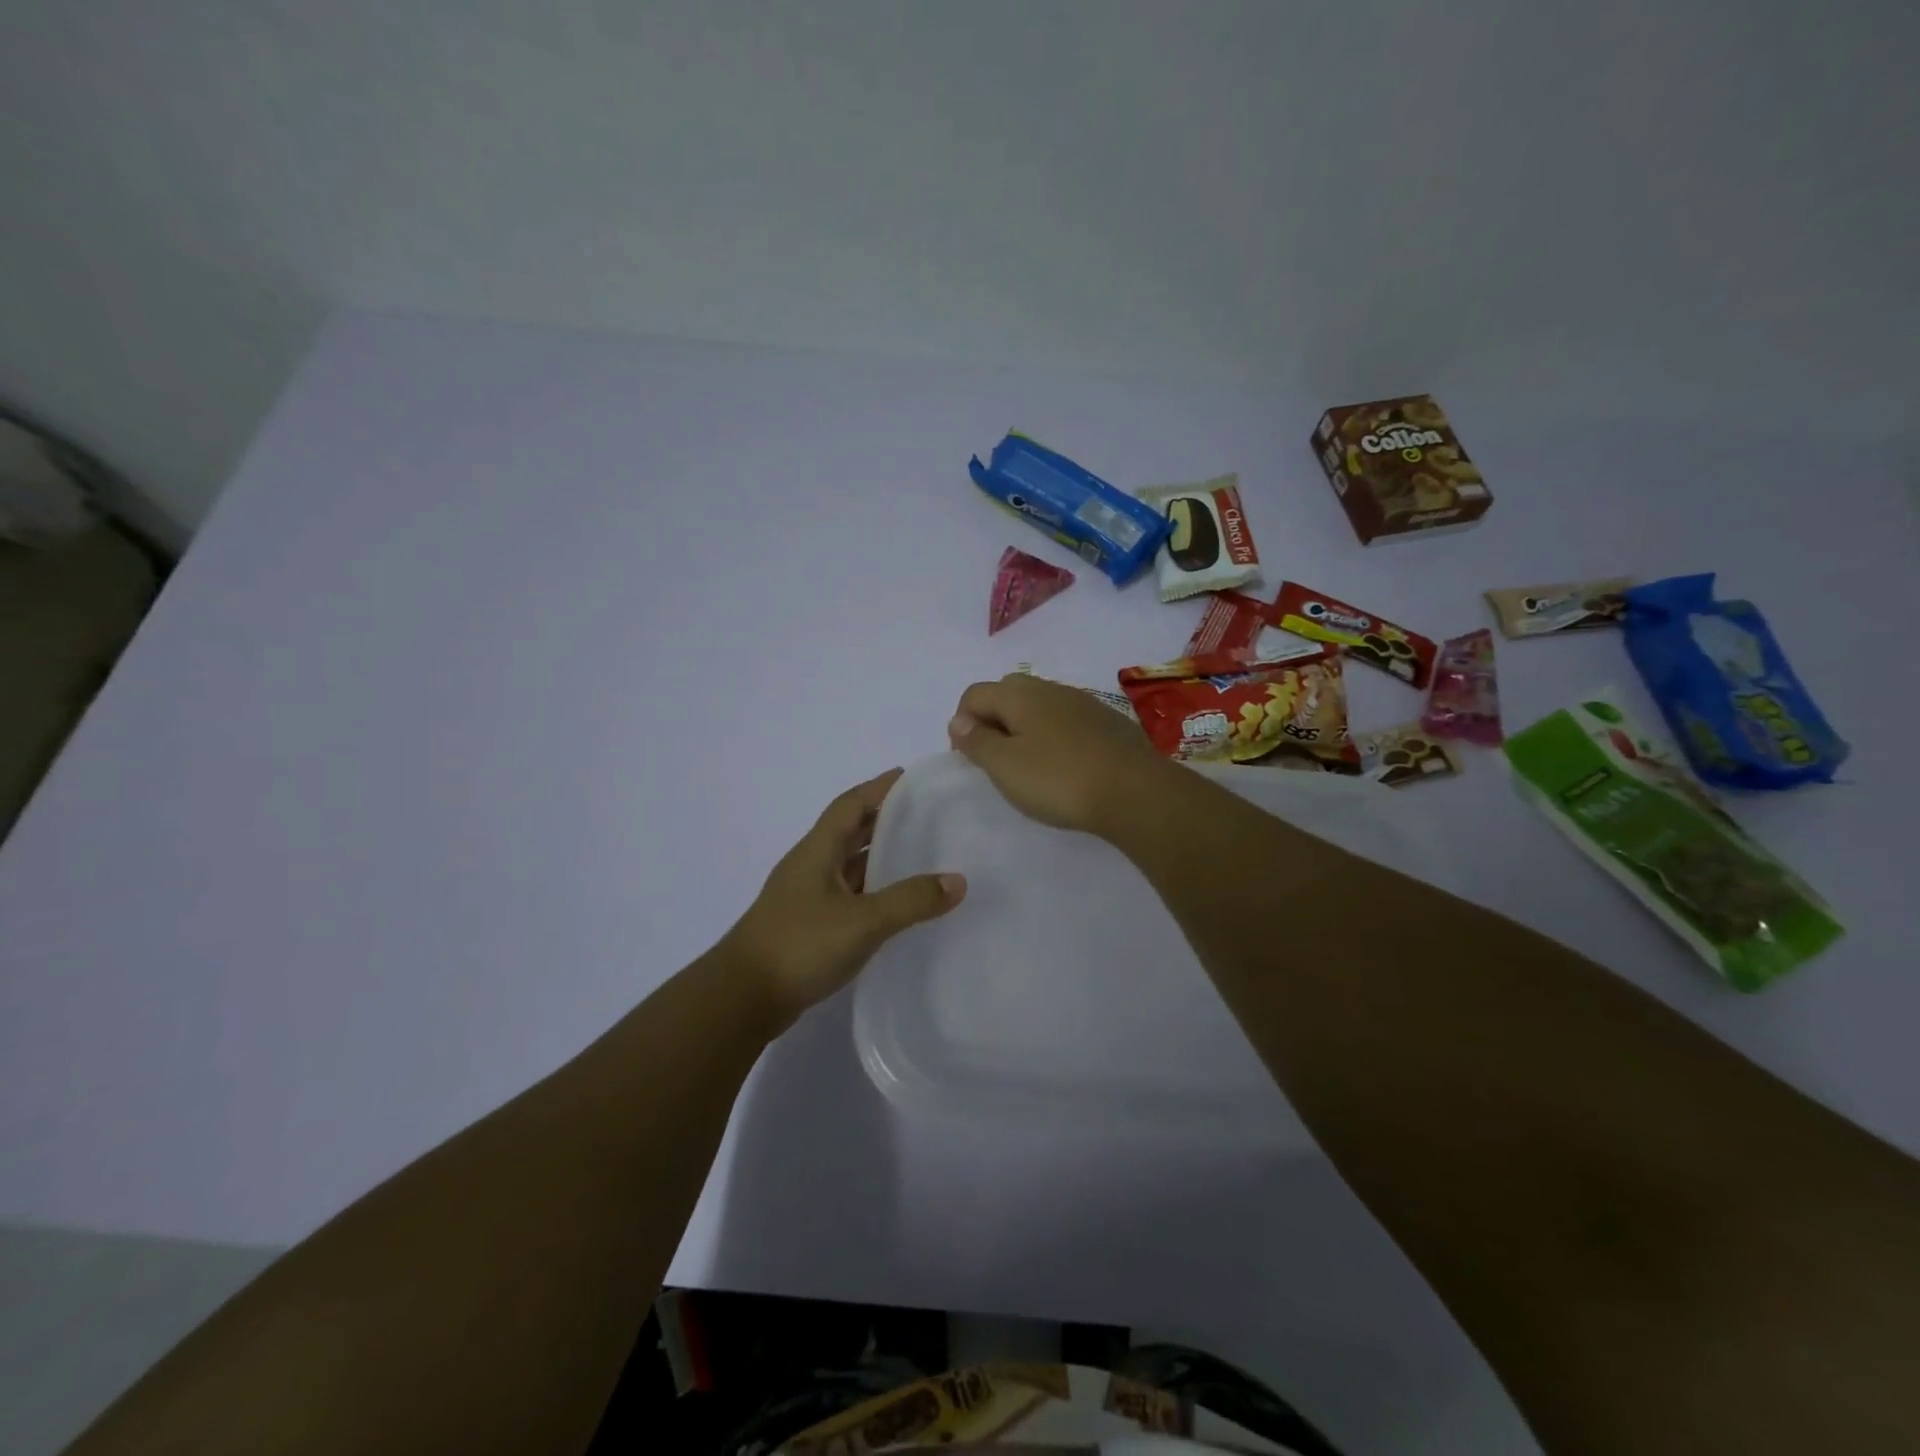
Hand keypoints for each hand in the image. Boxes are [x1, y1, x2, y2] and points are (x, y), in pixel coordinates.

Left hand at [721, 769, 964, 1028]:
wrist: (742, 998)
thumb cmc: (799, 945)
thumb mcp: (862, 921)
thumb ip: (910, 901)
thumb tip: (958, 880)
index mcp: (817, 851)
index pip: (850, 804)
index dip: (878, 788)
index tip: (909, 776)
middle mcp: (810, 866)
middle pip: (849, 831)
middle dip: (883, 819)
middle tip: (924, 815)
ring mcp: (806, 897)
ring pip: (848, 866)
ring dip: (878, 857)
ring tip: (919, 855)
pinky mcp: (807, 926)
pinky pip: (847, 896)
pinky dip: (872, 892)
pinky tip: (895, 905)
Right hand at [947, 673, 1170, 835]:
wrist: (1136, 792)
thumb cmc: (1059, 780)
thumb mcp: (1005, 766)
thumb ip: (977, 741)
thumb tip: (958, 721)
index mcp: (1020, 694)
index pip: (975, 693)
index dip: (962, 723)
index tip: (968, 758)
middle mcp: (1051, 689)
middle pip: (1008, 693)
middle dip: (993, 720)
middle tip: (994, 758)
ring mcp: (1084, 703)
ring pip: (1040, 706)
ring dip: (1024, 728)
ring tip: (1028, 765)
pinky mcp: (1108, 722)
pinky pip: (1067, 721)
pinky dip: (1054, 736)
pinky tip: (1064, 766)